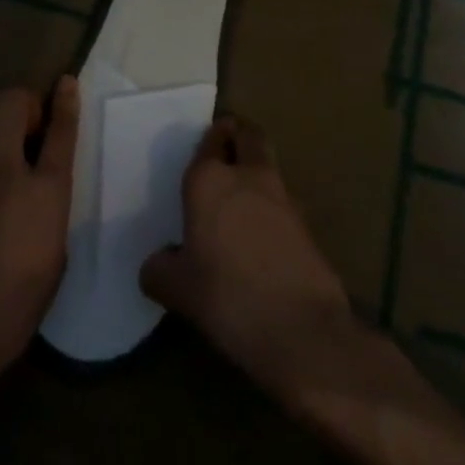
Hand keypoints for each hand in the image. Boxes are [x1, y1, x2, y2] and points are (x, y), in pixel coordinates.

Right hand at [139, 113, 360, 402]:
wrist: (301, 328)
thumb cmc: (227, 296)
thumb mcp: (178, 289)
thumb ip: (160, 270)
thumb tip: (158, 264)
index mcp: (209, 180)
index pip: (211, 140)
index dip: (210, 138)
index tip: (204, 146)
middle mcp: (247, 176)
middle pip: (248, 135)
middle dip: (238, 136)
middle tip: (225, 152)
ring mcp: (282, 197)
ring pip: (268, 165)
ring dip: (256, 170)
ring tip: (238, 200)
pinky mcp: (306, 224)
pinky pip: (282, 200)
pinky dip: (270, 206)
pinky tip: (259, 236)